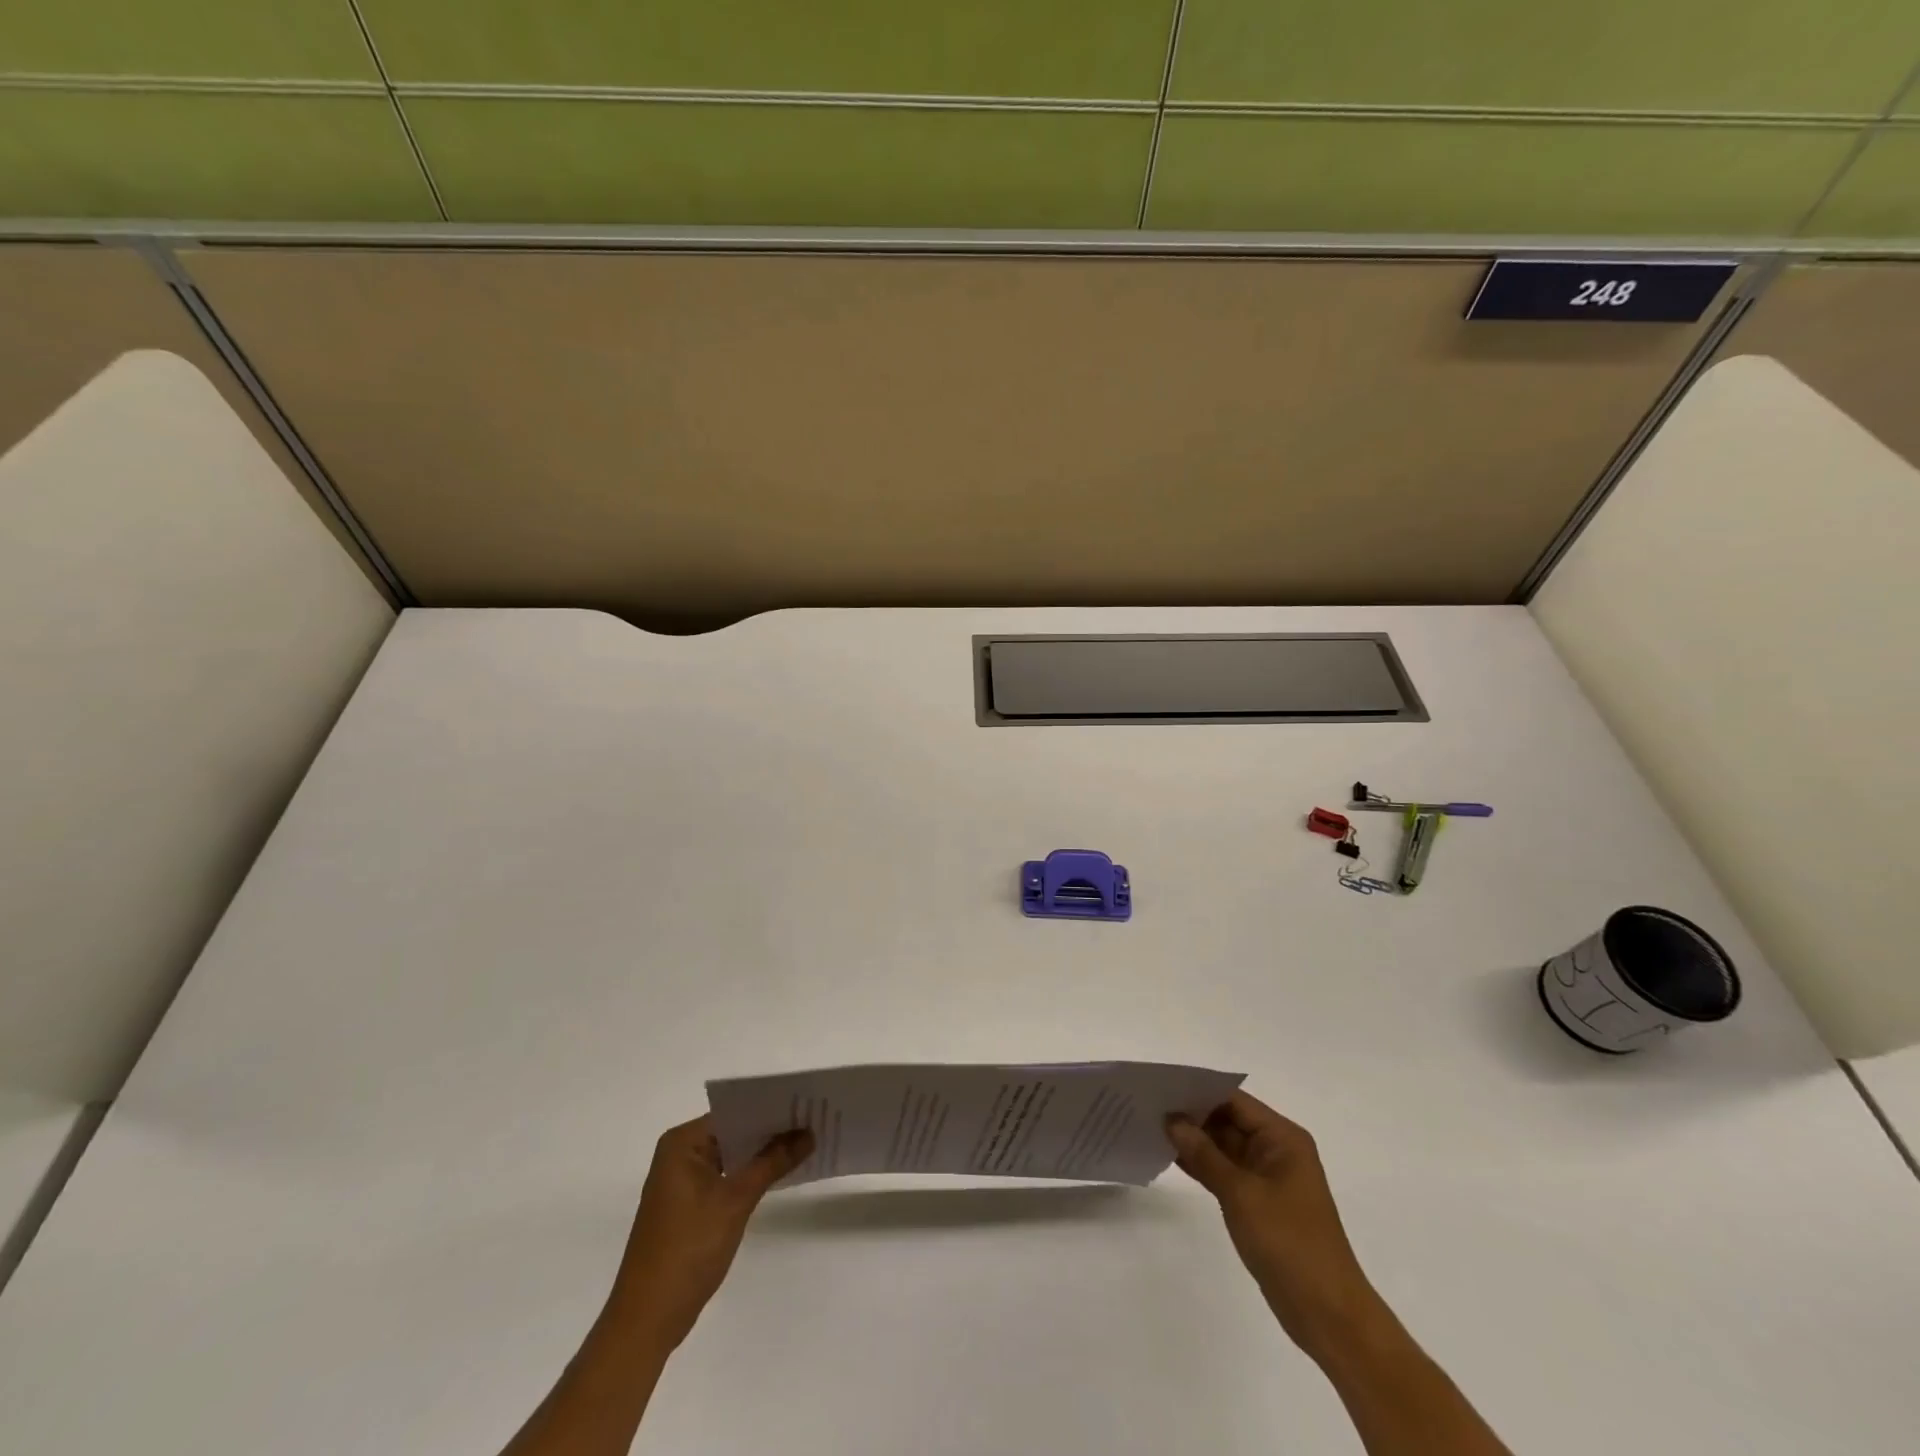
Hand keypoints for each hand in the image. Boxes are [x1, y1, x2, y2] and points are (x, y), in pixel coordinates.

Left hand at [610, 1115, 813, 1350]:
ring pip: (731, 1156)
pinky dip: (750, 1175)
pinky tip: (780, 1173)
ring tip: (806, 1142)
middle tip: (813, 1121)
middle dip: (770, 1130)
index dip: (770, 1108)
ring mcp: (682, 1182)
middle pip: (733, 1132)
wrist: (647, 1321)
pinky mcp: (689, 1206)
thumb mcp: (735, 1201)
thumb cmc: (687, 1250)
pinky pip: (726, 1177)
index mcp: (682, 1143)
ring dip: (762, 1154)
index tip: (806, 1104)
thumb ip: (773, 1162)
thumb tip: (809, 1132)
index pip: (734, 1112)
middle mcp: (679, 1154)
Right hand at [1166, 1092, 1380, 1359]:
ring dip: (1193, 1140)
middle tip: (1148, 1105)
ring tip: (1151, 1126)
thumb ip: (1204, 1154)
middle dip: (1192, 1114)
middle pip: (1228, 1119)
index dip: (1198, 1090)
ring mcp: (1267, 1177)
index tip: (1160, 1086)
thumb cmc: (1289, 1243)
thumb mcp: (1241, 1194)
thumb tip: (1172, 1120)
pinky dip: (1201, 1165)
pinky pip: (1225, 1171)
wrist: (1327, 1314)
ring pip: (1223, 1146)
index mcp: (1282, 1138)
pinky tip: (1170, 1157)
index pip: (1233, 1100)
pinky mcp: (1258, 1202)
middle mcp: (1276, 1150)